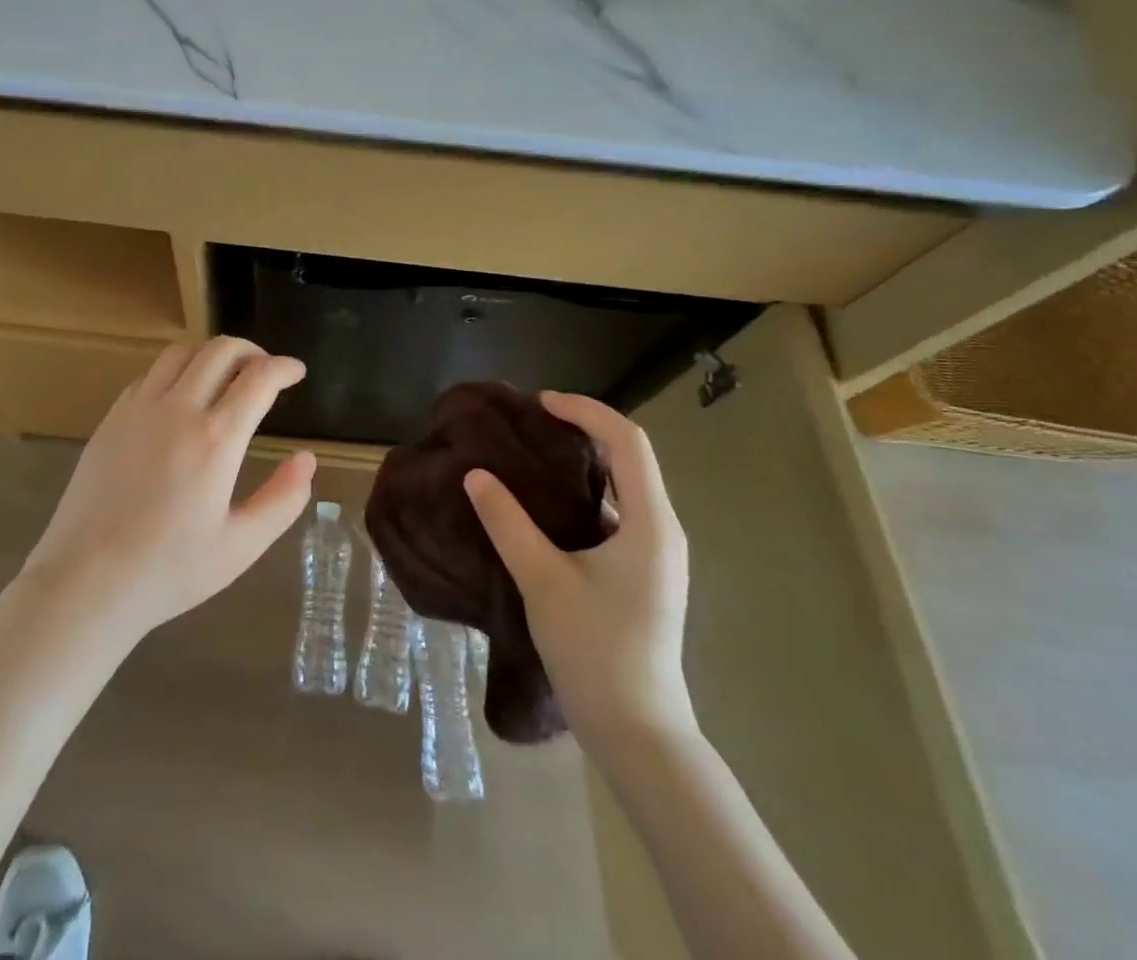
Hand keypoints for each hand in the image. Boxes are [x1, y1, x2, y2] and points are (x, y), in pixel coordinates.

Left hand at [20, 337, 316, 641]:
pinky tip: (180, 399)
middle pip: (221, 350)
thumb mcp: (240, 547)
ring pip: (181, 353)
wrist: (85, 582)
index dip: (284, 367)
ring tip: (225, 378)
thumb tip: (307, 460)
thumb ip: (282, 500)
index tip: (297, 372)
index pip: (259, 378)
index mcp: (216, 439)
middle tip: (265, 371)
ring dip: (211, 355)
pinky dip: (176, 372)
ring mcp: (138, 409)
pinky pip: (150, 375)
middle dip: (252, 351)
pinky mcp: (111, 418)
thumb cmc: (169, 571)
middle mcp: (178, 410)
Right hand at [464, 391, 693, 757]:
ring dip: (582, 463)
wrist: (637, 733)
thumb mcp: (542, 580)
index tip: (540, 403)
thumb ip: (507, 522)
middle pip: (628, 457)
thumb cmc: (595, 651)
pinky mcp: (643, 574)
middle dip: (582, 430)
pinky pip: (616, 514)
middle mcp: (662, 530)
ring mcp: (656, 554)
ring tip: (531, 456)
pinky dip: (583, 494)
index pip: (627, 441)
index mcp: (650, 523)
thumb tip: (475, 474)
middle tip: (530, 424)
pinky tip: (545, 507)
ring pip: (623, 486)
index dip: (585, 411)